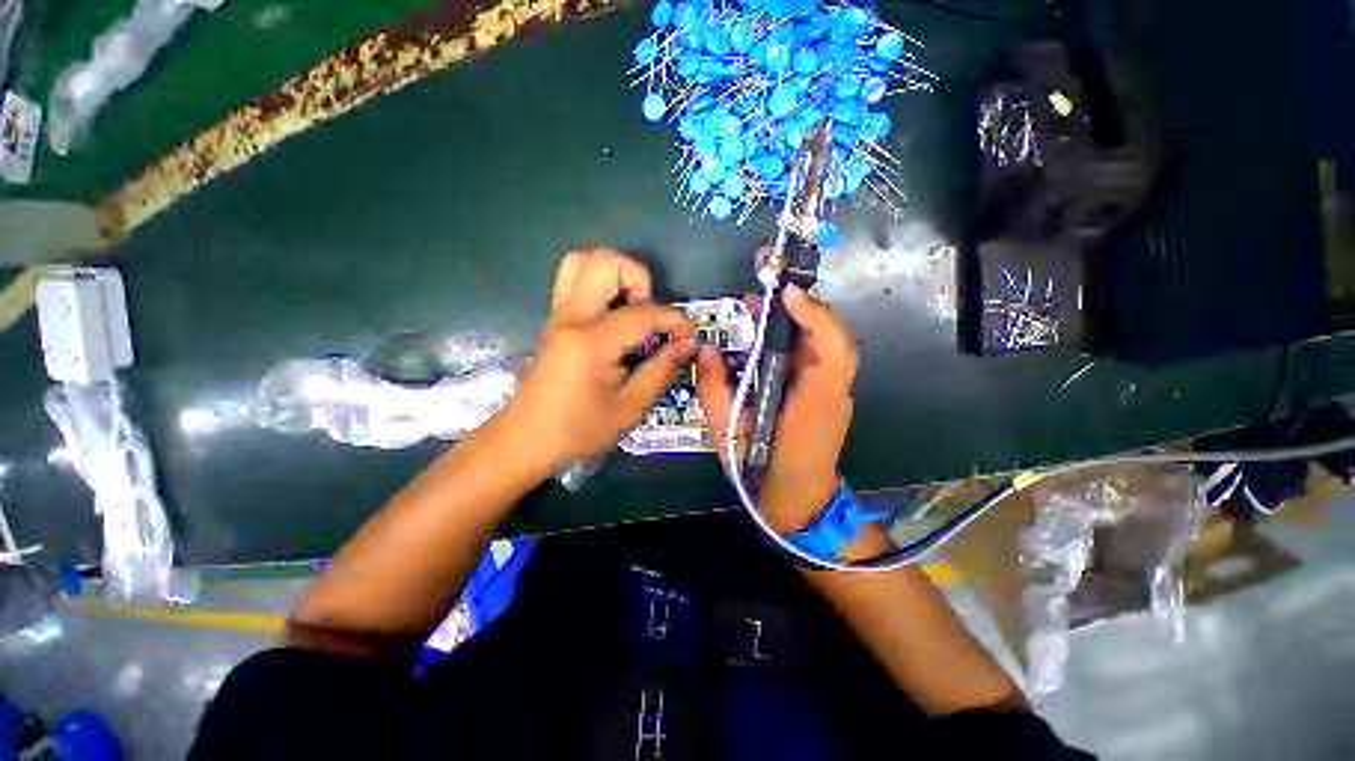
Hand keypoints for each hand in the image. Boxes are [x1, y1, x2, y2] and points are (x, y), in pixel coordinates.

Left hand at [499, 250, 695, 470]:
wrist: (525, 439)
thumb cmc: (578, 429)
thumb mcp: (630, 408)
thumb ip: (661, 370)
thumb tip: (686, 344)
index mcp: (592, 340)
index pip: (643, 312)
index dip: (674, 321)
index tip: (688, 339)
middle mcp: (572, 316)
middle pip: (606, 262)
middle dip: (639, 280)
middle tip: (649, 316)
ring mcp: (559, 314)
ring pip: (583, 261)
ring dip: (616, 275)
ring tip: (631, 309)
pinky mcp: (555, 320)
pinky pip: (573, 280)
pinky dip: (599, 284)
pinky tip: (613, 316)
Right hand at [695, 284, 856, 531]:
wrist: (798, 501)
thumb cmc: (761, 471)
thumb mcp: (727, 434)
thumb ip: (714, 390)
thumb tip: (705, 350)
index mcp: (813, 405)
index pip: (833, 353)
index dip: (816, 317)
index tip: (786, 293)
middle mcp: (831, 393)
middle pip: (830, 339)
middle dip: (799, 310)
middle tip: (761, 297)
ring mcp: (834, 393)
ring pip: (824, 345)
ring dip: (797, 322)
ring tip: (760, 311)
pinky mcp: (827, 394)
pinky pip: (816, 358)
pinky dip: (797, 339)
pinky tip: (772, 337)